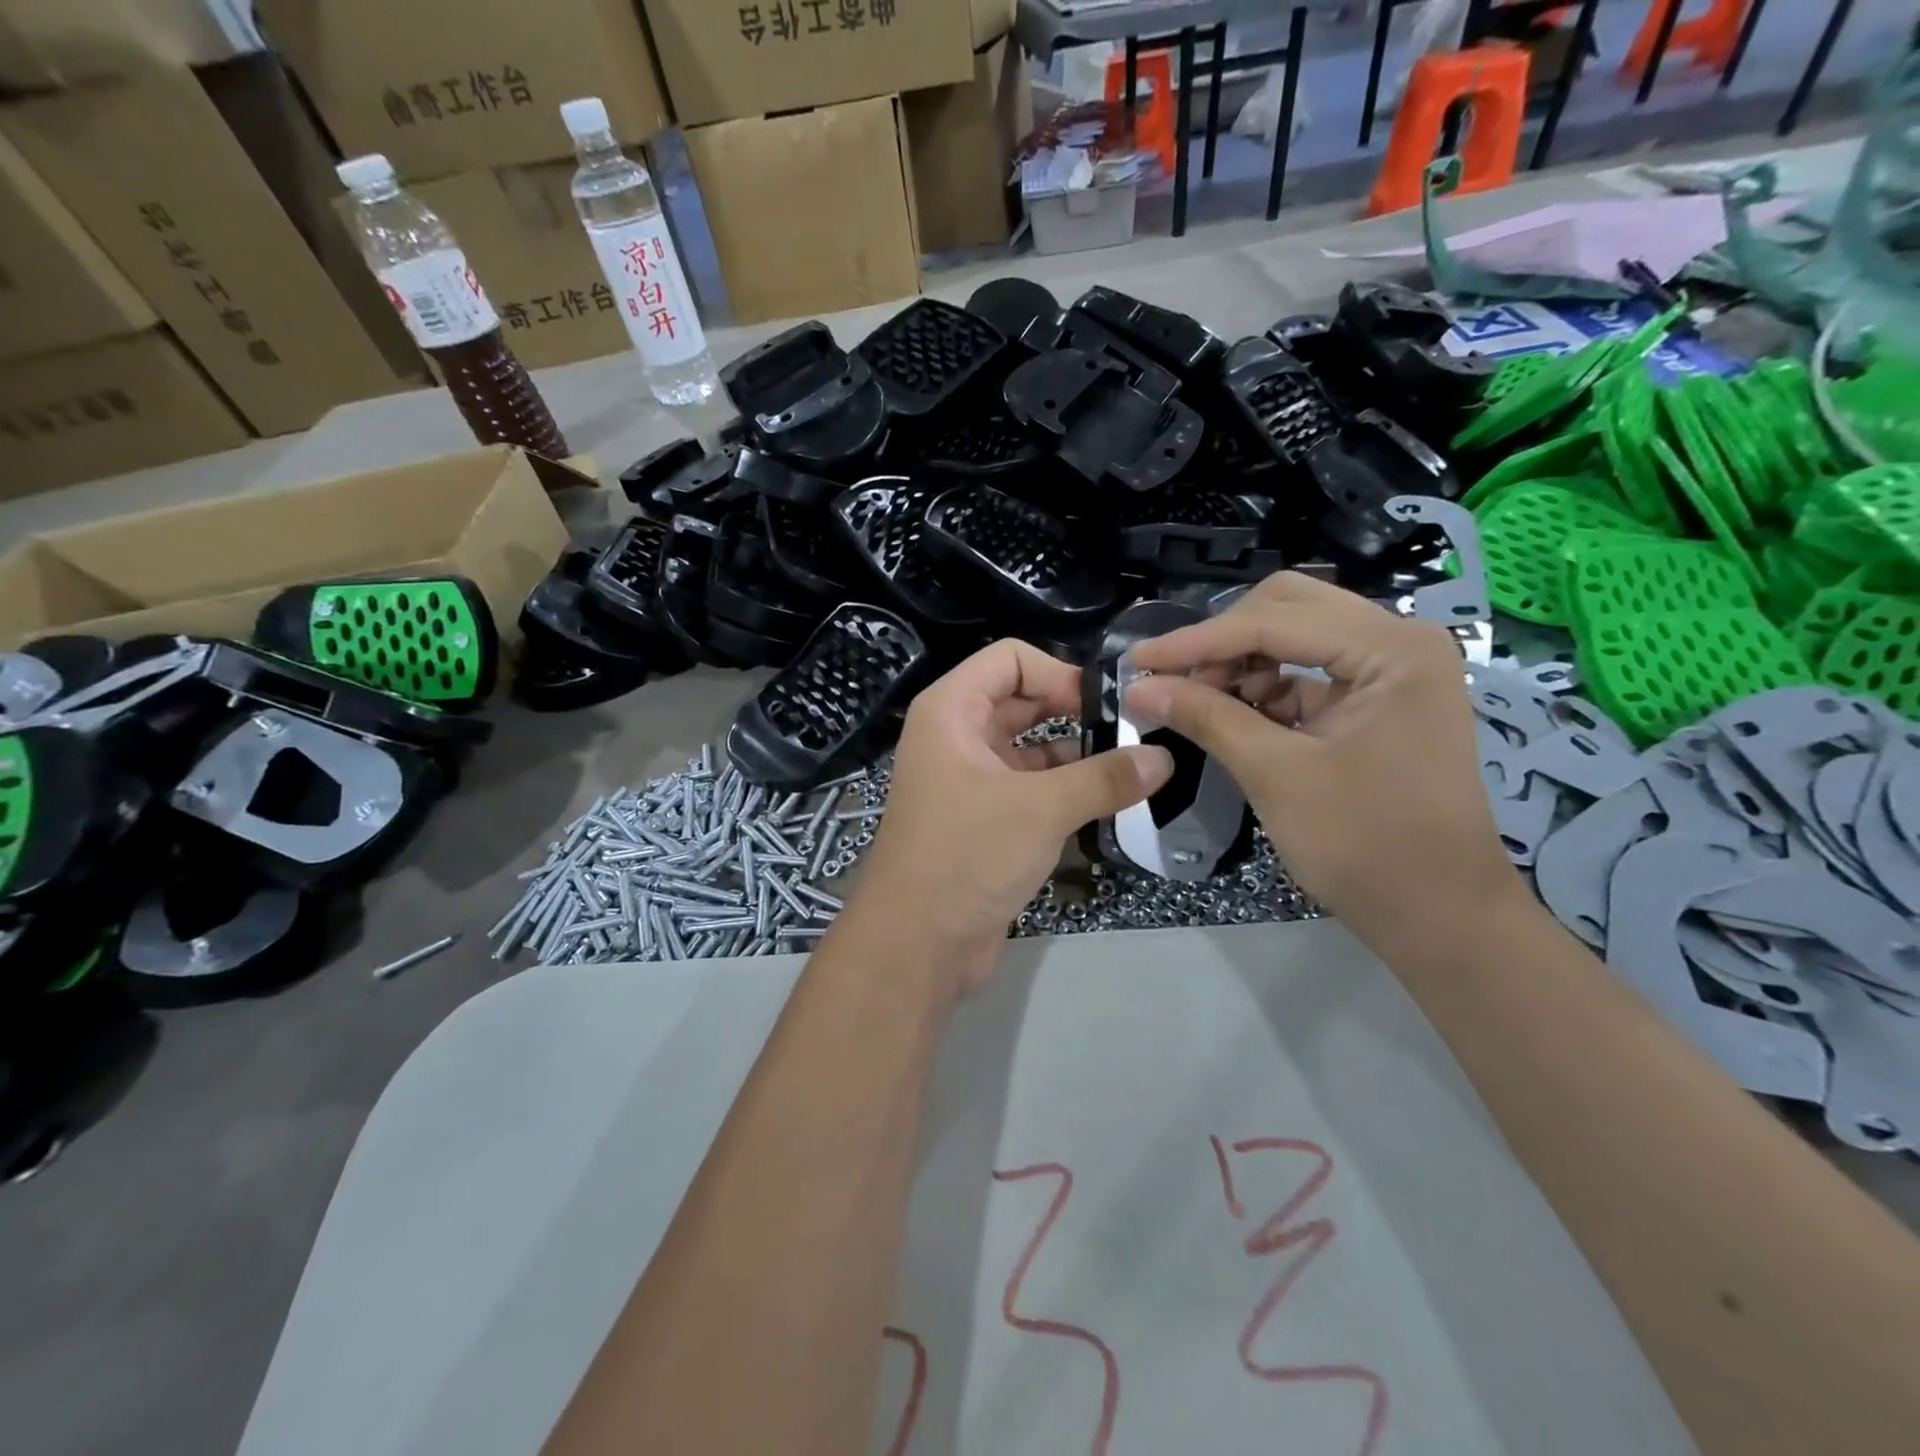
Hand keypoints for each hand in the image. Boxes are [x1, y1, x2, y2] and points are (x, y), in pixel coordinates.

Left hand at [848, 640, 1172, 1000]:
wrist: (916, 944)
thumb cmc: (967, 856)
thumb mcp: (1041, 809)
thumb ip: (1104, 778)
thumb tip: (1164, 758)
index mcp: (951, 711)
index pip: (1010, 659)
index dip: (1059, 672)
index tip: (1107, 704)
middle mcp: (955, 736)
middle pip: (1022, 700)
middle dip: (1075, 712)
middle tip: (1134, 731)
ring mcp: (968, 779)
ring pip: (1029, 748)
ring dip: (1076, 755)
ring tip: (1134, 766)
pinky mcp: (983, 820)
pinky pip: (1029, 787)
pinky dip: (1064, 790)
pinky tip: (1109, 802)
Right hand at [1126, 573, 1526, 959]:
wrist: (1438, 915)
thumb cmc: (1364, 845)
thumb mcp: (1274, 775)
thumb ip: (1206, 718)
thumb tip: (1137, 687)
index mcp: (1391, 649)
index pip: (1274, 620)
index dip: (1198, 640)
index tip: (1137, 660)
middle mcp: (1398, 641)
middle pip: (1287, 609)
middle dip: (1221, 642)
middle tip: (1171, 679)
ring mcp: (1391, 669)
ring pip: (1294, 635)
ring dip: (1239, 662)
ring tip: (1195, 701)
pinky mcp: (1378, 698)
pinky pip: (1307, 671)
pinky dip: (1263, 687)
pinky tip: (1229, 714)